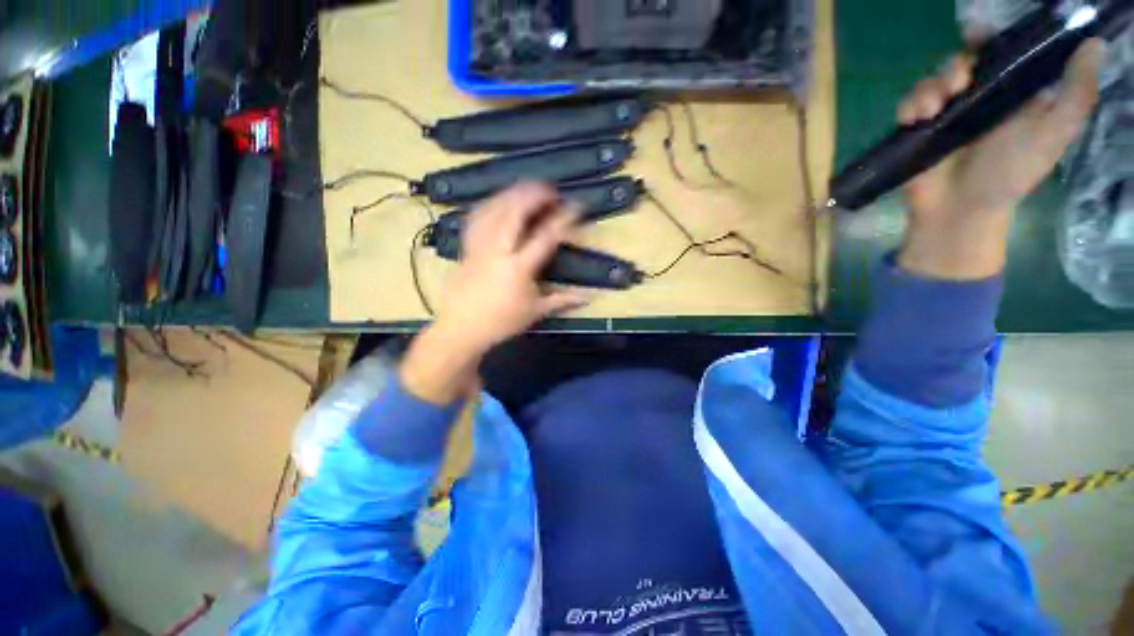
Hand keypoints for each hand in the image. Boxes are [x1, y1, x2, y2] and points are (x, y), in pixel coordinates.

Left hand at [401, 183, 586, 403]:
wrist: (461, 329)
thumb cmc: (501, 323)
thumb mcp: (535, 313)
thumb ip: (562, 301)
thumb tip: (588, 298)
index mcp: (518, 269)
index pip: (545, 238)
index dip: (562, 219)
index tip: (576, 206)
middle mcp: (498, 251)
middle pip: (514, 213)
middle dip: (533, 195)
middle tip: (549, 188)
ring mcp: (479, 247)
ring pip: (493, 211)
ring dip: (511, 194)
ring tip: (525, 187)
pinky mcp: (466, 248)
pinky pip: (476, 219)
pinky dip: (489, 205)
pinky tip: (497, 200)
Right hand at [897, 39, 1104, 279]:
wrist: (959, 211)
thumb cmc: (1009, 175)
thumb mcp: (1054, 134)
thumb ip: (1076, 94)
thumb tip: (1094, 44)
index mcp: (1012, 93)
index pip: (1002, 53)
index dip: (991, 38)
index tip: (979, 34)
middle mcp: (979, 97)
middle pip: (963, 61)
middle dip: (955, 65)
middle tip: (957, 83)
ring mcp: (946, 114)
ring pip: (933, 79)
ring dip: (929, 88)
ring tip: (930, 111)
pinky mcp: (918, 129)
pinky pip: (908, 103)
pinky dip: (909, 106)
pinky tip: (915, 119)